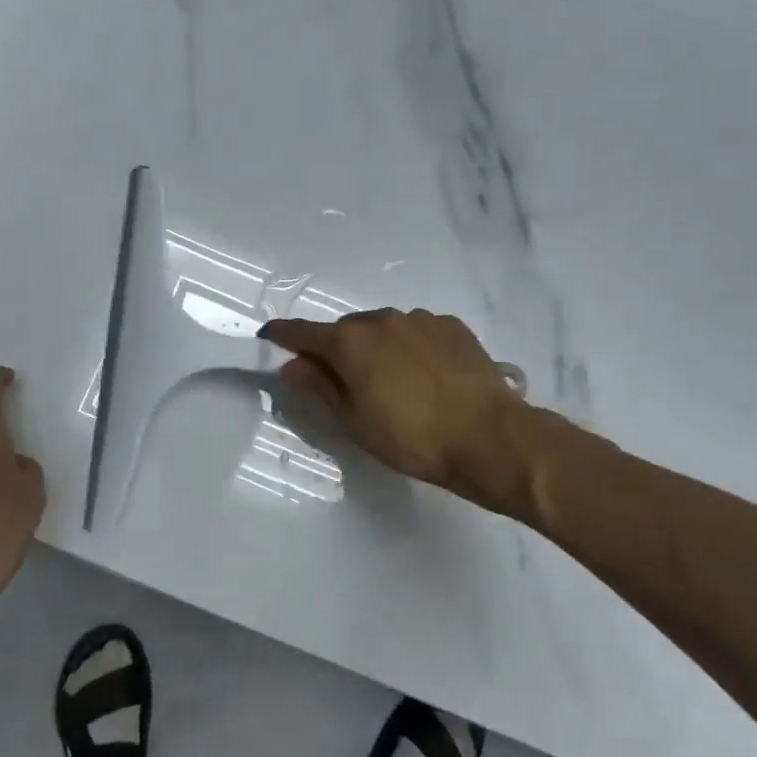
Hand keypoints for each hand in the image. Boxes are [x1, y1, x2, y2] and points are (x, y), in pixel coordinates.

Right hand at [260, 309, 529, 501]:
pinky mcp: (450, 326)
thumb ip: (321, 387)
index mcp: (350, 343)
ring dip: (376, 346)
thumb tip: (293, 365)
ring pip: (383, 328)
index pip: (302, 332)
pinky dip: (409, 346)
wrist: (488, 436)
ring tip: (391, 381)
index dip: (282, 336)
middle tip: (343, 380)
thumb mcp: (354, 421)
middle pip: (345, 329)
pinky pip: (416, 331)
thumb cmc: (411, 437)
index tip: (268, 338)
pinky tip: (425, 375)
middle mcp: (381, 320)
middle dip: (337, 349)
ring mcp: (419, 319)